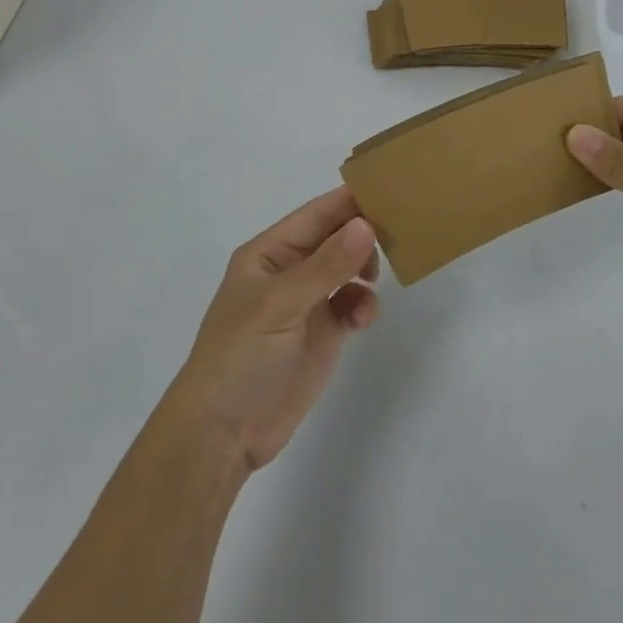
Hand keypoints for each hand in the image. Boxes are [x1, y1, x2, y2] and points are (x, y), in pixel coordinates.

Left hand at [164, 188, 380, 471]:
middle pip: (336, 237)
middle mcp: (290, 270)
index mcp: (269, 252)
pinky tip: (362, 320)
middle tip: (398, 234)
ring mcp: (308, 301)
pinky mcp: (324, 332)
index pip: (317, 214)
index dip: (350, 200)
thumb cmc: (240, 356)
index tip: (392, 188)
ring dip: (366, 269)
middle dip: (364, 234)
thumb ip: (326, 265)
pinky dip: (363, 304)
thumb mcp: (279, 305)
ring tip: (373, 281)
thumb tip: (366, 225)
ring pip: (349, 267)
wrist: (224, 434)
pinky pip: (353, 302)